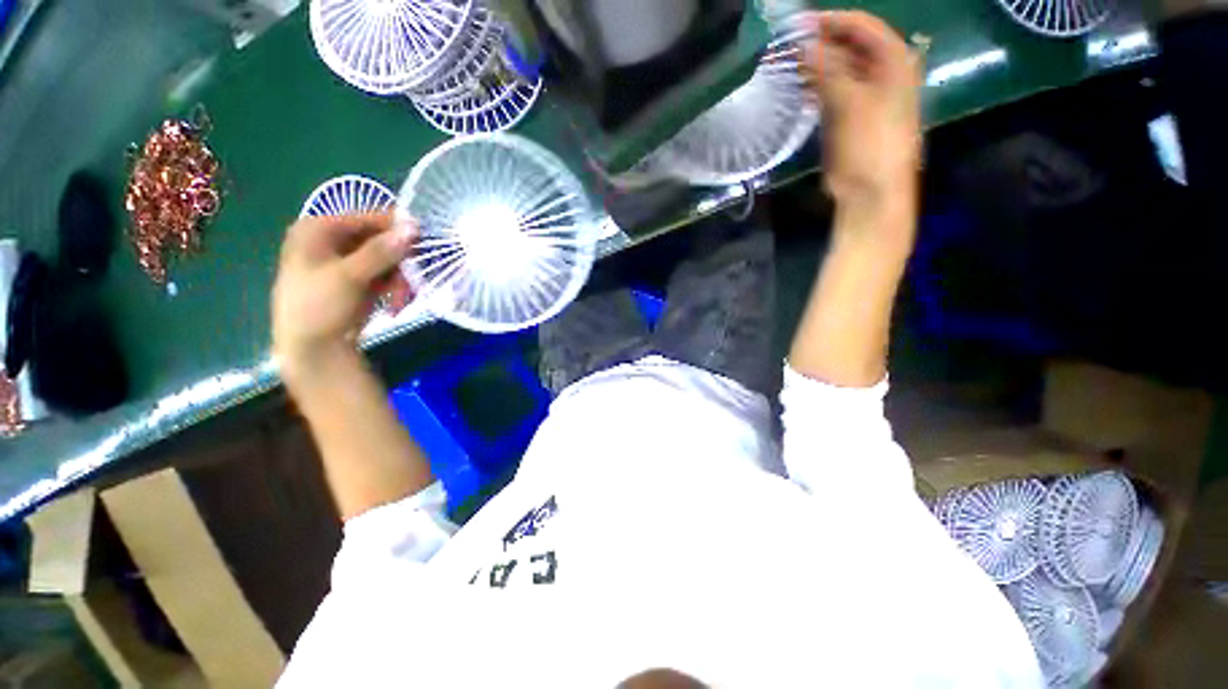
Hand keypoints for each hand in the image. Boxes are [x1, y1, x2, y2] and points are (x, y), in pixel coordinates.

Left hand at [272, 212, 414, 384]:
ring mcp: (344, 262)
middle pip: (380, 241)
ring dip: (399, 281)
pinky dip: (394, 289)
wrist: (311, 349)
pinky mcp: (356, 281)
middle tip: (412, 282)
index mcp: (318, 230)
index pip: (367, 218)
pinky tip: (396, 304)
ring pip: (386, 261)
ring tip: (401, 300)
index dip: (397, 229)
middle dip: (399, 264)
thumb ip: (382, 250)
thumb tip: (413, 226)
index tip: (424, 242)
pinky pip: (384, 276)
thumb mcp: (350, 276)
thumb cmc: (319, 306)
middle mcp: (331, 241)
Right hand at [799, 11, 921, 209]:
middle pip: (848, 46)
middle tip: (788, 46)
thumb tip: (803, 44)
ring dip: (814, 66)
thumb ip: (828, 70)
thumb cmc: (870, 143)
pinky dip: (814, 87)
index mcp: (893, 62)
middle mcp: (881, 72)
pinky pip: (830, 92)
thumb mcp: (851, 103)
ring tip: (788, 64)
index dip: (832, 21)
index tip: (799, 25)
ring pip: (837, 69)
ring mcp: (863, 95)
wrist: (871, 189)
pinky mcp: (847, 116)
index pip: (862, 26)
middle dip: (820, 43)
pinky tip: (798, 87)